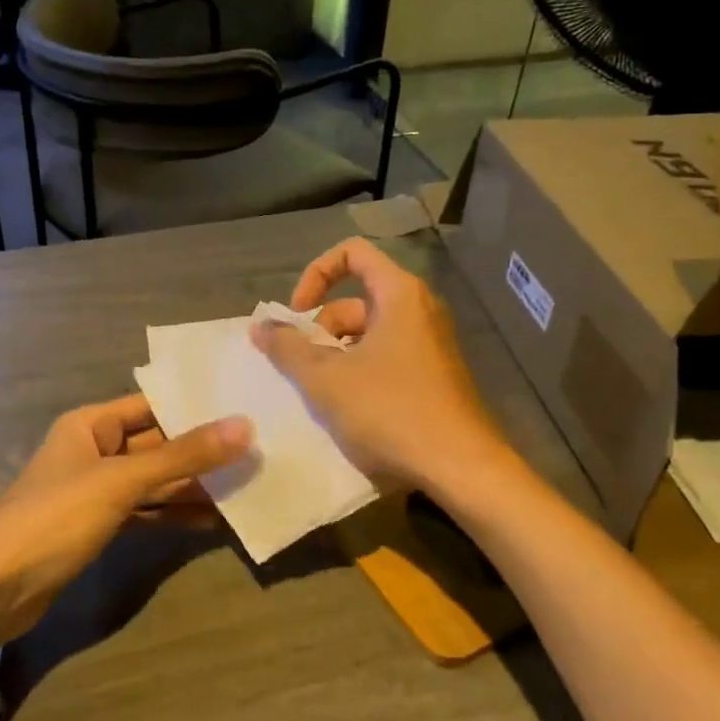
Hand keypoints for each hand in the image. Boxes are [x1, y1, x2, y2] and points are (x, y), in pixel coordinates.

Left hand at [0, 395, 252, 643]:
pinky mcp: (96, 526)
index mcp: (90, 424)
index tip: (245, 408)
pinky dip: (173, 514)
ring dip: (192, 486)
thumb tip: (245, 426)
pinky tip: (212, 520)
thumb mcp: (121, 481)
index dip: (195, 407)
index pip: (152, 405)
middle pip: (156, 444)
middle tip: (257, 451)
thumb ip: (183, 456)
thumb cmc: (54, 518)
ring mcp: (95, 491)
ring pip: (153, 481)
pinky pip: (144, 511)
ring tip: (245, 486)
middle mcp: (93, 450)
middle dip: (200, 452)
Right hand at [251, 238, 503, 491]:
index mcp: (400, 295)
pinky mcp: (435, 377)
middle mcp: (420, 311)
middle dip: (321, 330)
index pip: (352, 254)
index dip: (315, 275)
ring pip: (369, 335)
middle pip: (357, 301)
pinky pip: (387, 359)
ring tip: (320, 395)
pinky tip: (348, 411)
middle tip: (301, 369)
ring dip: (336, 357)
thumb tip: (260, 325)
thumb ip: (287, 348)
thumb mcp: (326, 379)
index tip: (296, 315)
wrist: (459, 466)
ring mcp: (431, 346)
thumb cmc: (389, 411)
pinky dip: (360, 374)